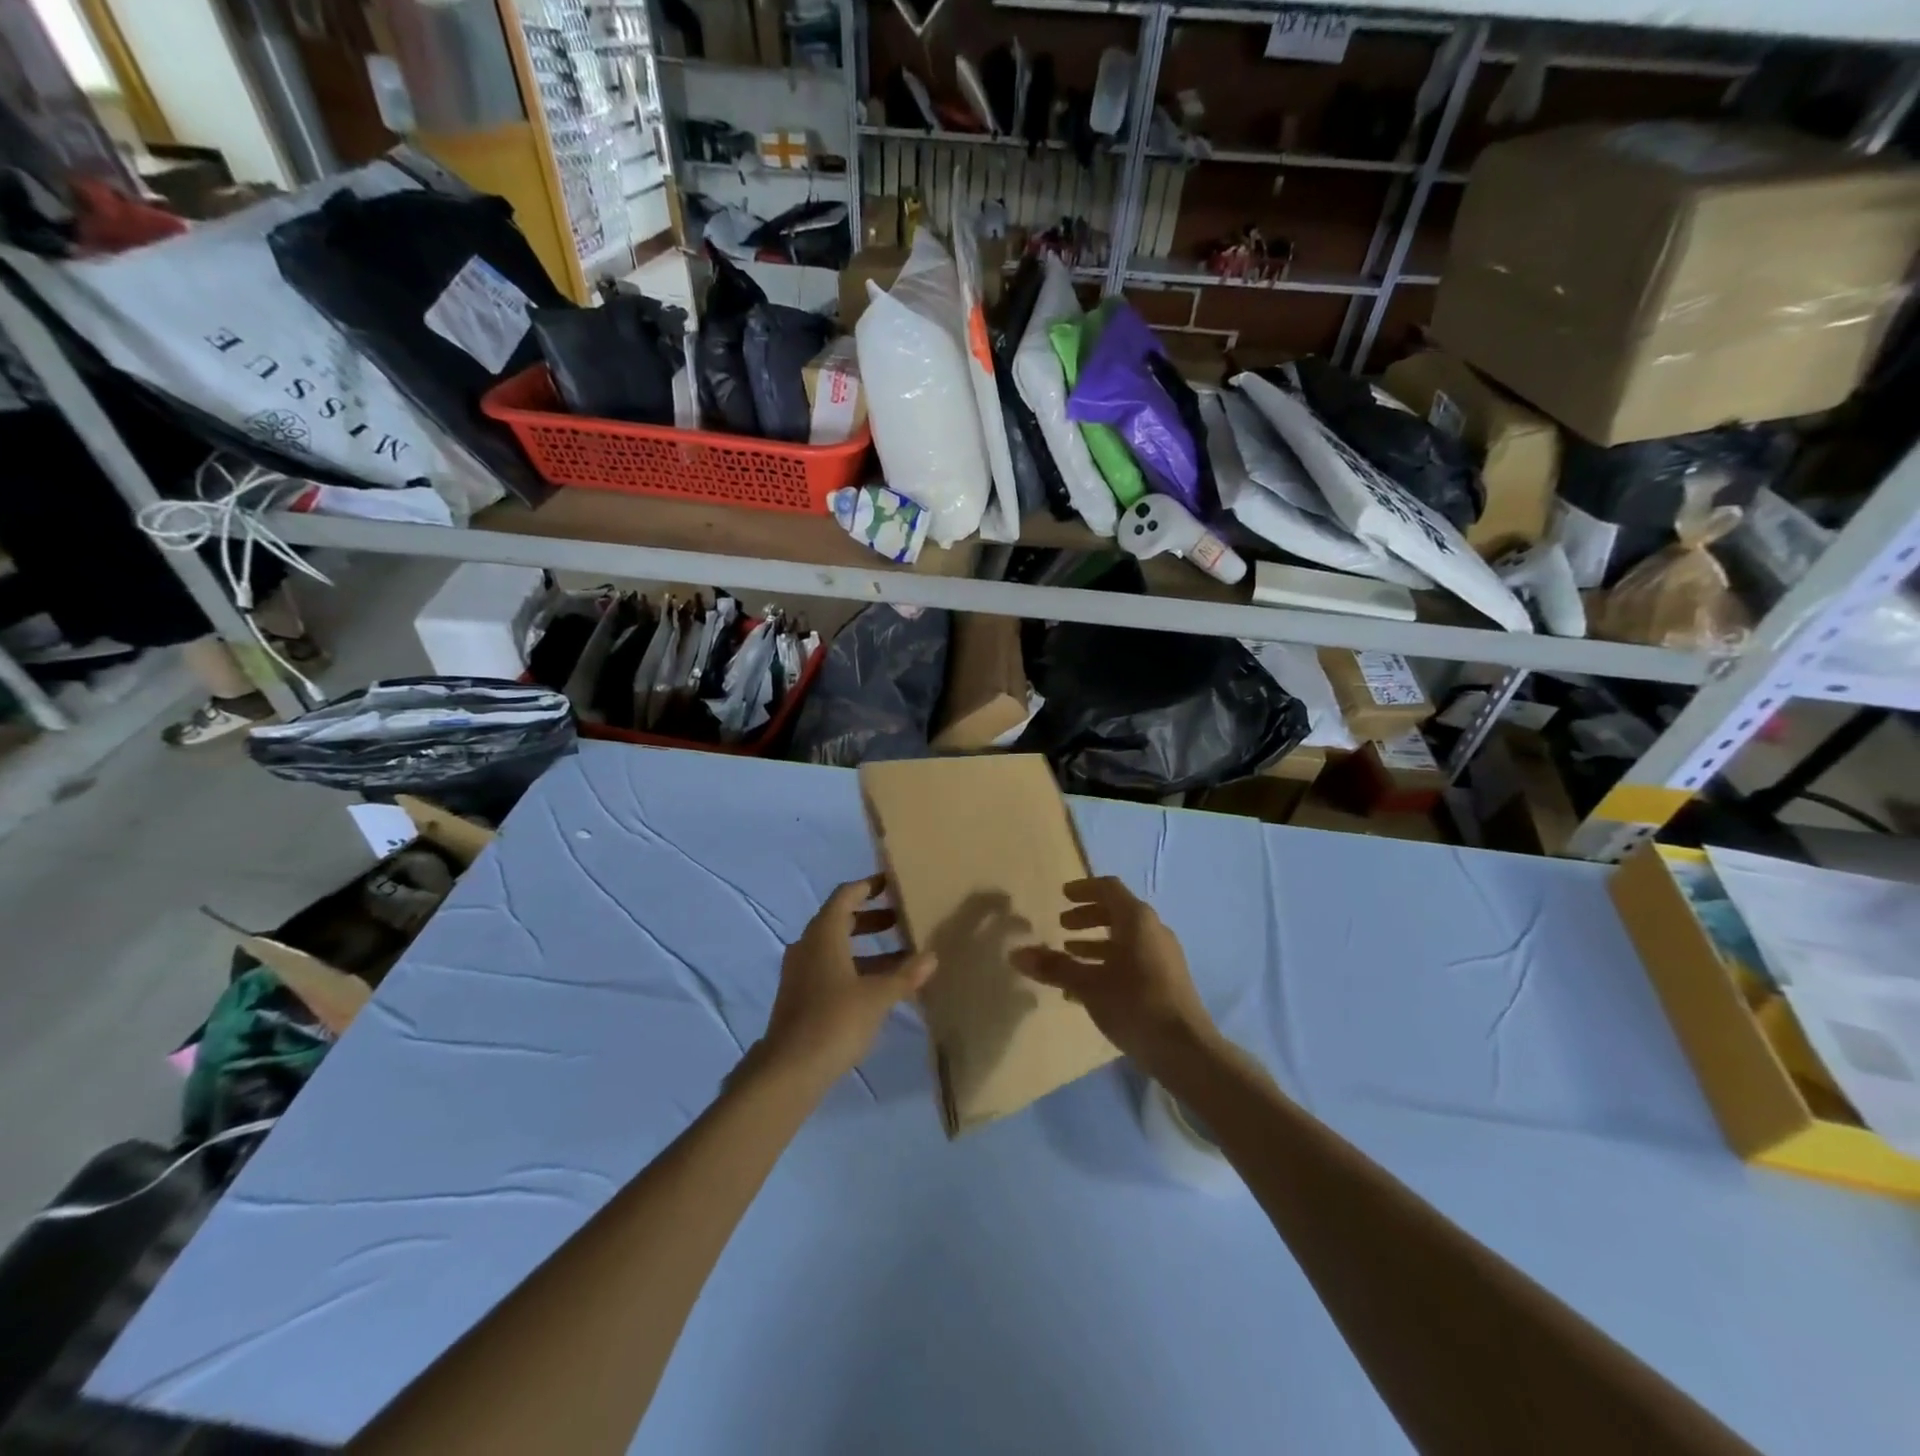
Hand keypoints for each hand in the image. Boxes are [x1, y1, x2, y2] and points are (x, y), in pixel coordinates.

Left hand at [759, 876, 936, 1084]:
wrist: (790, 1069)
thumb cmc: (836, 1020)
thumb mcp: (878, 996)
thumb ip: (905, 975)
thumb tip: (932, 956)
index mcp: (823, 934)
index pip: (845, 896)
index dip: (868, 886)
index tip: (891, 884)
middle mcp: (808, 946)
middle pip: (839, 920)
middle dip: (870, 918)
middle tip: (900, 920)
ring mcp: (800, 972)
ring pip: (835, 947)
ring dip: (865, 947)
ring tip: (900, 956)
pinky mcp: (800, 996)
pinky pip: (830, 968)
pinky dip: (854, 967)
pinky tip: (878, 987)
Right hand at [1012, 876, 1217, 1072]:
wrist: (1186, 1049)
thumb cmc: (1135, 1004)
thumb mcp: (1089, 985)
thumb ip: (1054, 967)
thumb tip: (1016, 954)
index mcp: (1137, 920)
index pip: (1108, 888)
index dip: (1083, 889)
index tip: (1062, 895)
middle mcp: (1153, 930)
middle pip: (1117, 911)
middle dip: (1088, 915)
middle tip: (1062, 925)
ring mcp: (1163, 955)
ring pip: (1124, 937)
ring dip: (1096, 940)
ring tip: (1070, 953)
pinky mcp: (1167, 979)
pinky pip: (1133, 957)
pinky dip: (1109, 960)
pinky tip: (1089, 984)